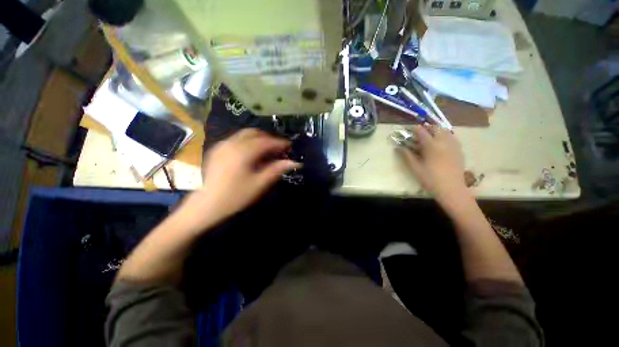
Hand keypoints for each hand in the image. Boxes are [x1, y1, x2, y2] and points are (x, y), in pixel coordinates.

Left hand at [183, 129, 299, 227]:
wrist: (208, 204)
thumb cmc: (236, 196)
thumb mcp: (259, 184)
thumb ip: (276, 170)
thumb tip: (293, 162)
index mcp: (243, 152)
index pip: (266, 141)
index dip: (279, 143)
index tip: (289, 146)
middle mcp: (232, 143)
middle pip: (254, 132)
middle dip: (269, 138)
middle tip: (278, 148)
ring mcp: (223, 145)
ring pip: (244, 134)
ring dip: (258, 138)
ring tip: (267, 149)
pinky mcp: (217, 149)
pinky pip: (236, 139)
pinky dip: (247, 141)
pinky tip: (251, 152)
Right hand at [398, 124, 466, 200]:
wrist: (451, 188)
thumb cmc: (430, 179)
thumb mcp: (415, 168)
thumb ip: (407, 155)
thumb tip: (398, 147)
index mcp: (431, 146)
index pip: (422, 132)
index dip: (414, 129)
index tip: (409, 130)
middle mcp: (444, 142)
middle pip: (435, 128)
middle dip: (426, 128)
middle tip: (419, 133)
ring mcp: (453, 145)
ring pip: (445, 131)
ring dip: (436, 130)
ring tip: (430, 136)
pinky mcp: (459, 150)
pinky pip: (452, 137)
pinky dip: (445, 135)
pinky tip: (441, 143)